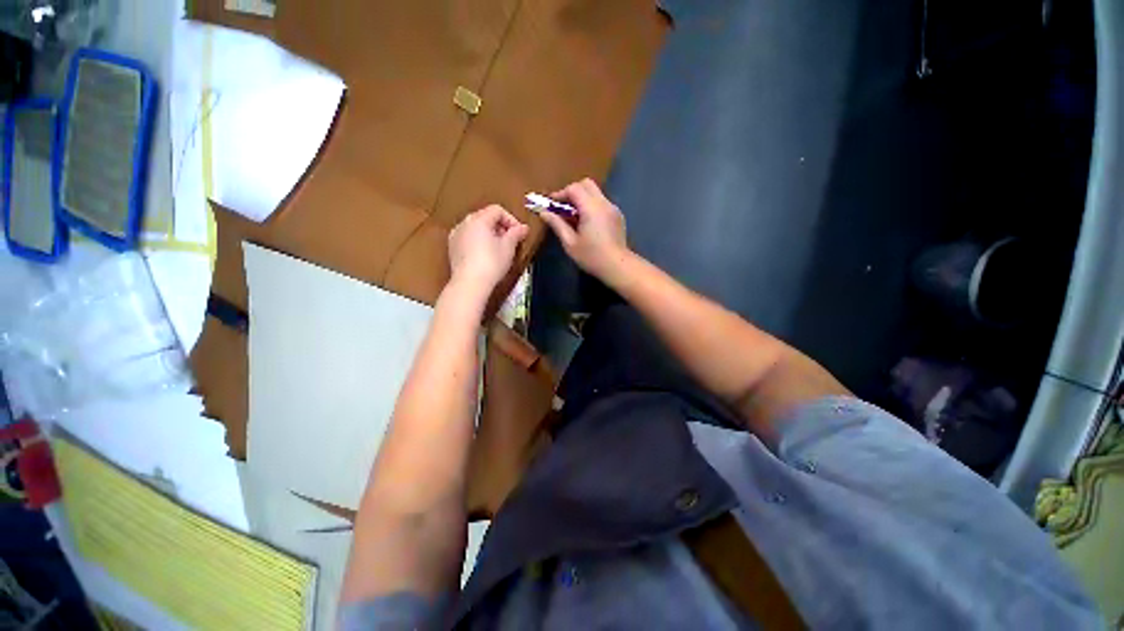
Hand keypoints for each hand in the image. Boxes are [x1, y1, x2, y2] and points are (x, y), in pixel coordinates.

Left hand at [448, 204, 529, 295]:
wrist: (470, 283)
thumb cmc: (491, 263)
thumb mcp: (509, 247)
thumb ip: (516, 233)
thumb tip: (523, 227)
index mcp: (479, 219)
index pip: (497, 210)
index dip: (511, 220)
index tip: (519, 233)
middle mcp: (465, 223)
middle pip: (486, 217)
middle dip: (500, 227)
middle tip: (511, 241)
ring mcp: (456, 235)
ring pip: (476, 228)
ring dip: (489, 235)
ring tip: (499, 250)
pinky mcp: (452, 248)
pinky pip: (468, 239)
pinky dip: (478, 242)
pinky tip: (485, 256)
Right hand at [539, 178, 629, 280]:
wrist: (617, 266)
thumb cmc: (591, 256)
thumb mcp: (570, 243)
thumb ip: (557, 224)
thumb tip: (544, 213)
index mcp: (591, 208)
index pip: (574, 189)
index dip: (560, 194)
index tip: (551, 204)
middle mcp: (604, 203)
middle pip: (587, 185)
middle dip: (572, 192)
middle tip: (562, 207)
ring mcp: (613, 208)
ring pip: (595, 193)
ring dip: (582, 199)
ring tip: (573, 216)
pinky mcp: (618, 216)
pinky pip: (602, 203)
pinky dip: (591, 206)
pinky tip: (587, 223)